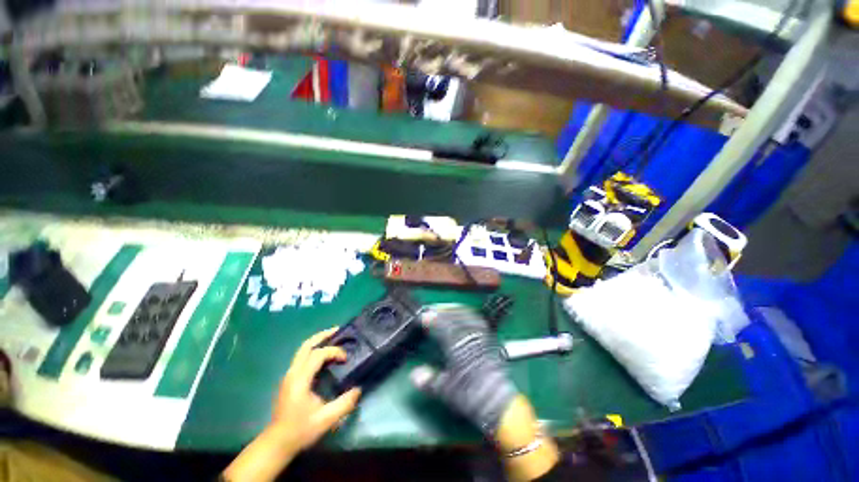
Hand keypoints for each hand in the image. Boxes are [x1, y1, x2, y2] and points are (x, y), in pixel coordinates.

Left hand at [270, 328, 361, 451]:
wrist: (277, 443)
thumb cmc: (300, 430)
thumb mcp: (325, 420)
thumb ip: (344, 404)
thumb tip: (358, 389)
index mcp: (300, 380)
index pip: (317, 355)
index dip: (334, 351)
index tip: (346, 359)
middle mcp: (292, 373)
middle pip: (306, 346)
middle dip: (323, 335)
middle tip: (338, 330)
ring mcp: (289, 376)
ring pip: (302, 350)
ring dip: (318, 341)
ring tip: (333, 338)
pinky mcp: (289, 380)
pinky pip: (302, 357)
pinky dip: (314, 350)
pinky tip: (324, 356)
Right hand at [411, 305, 558, 480]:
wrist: (499, 404)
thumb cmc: (473, 397)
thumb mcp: (448, 392)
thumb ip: (430, 381)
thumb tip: (414, 375)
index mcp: (458, 349)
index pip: (444, 328)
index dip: (434, 320)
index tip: (425, 316)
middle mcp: (470, 340)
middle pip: (456, 319)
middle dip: (444, 312)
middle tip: (435, 310)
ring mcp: (482, 339)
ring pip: (468, 318)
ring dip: (457, 311)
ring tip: (449, 309)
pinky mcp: (490, 342)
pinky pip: (479, 322)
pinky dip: (471, 316)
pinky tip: (468, 316)